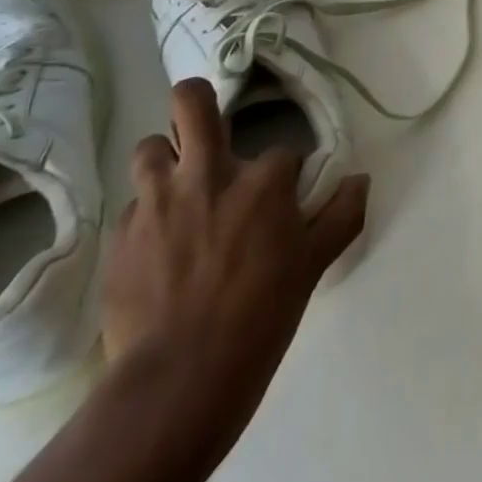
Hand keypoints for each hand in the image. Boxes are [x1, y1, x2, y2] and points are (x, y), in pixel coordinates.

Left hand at [102, 79, 367, 416]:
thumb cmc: (261, 318)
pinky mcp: (121, 235)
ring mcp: (157, 202)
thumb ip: (342, 214)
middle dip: (198, 101)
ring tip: (177, 188)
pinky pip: (133, 207)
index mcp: (262, 181)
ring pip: (151, 146)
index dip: (284, 178)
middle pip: (192, 102)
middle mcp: (207, 174)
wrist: (179, 381)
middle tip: (206, 128)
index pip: (281, 154)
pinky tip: (156, 249)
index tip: (283, 205)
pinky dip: (147, 216)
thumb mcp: (315, 265)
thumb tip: (360, 179)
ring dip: (166, 159)